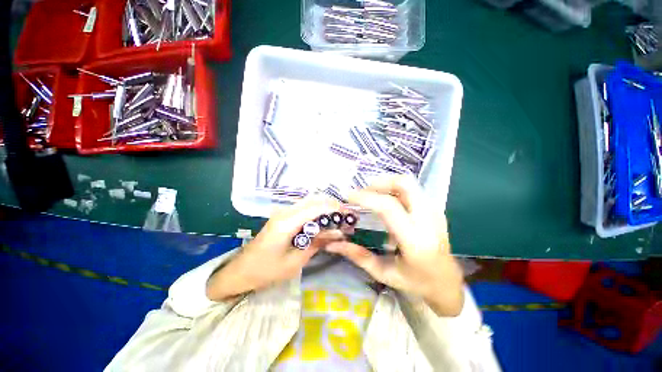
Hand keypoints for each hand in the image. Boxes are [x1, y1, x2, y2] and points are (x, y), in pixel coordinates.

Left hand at [206, 196, 343, 300]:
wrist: (241, 271)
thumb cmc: (267, 271)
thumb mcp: (296, 261)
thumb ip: (317, 243)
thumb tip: (338, 233)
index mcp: (287, 223)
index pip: (315, 207)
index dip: (334, 208)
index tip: (349, 214)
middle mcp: (285, 212)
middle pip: (313, 200)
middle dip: (332, 205)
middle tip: (346, 216)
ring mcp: (283, 212)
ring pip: (309, 201)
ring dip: (325, 207)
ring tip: (338, 218)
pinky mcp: (283, 216)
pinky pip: (304, 208)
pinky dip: (317, 210)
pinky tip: (324, 219)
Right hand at [325, 175, 464, 315]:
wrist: (447, 281)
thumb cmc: (416, 282)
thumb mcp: (384, 273)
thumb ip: (358, 256)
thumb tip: (332, 244)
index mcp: (415, 241)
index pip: (389, 208)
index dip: (366, 198)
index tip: (349, 196)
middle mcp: (428, 221)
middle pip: (405, 184)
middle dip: (379, 183)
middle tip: (363, 192)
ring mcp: (434, 211)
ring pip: (409, 183)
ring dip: (386, 184)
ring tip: (371, 195)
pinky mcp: (434, 208)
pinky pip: (412, 189)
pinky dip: (394, 189)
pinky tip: (385, 201)